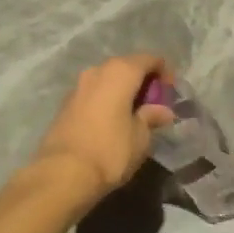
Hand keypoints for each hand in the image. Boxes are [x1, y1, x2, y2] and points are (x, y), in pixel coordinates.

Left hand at [35, 54, 174, 198]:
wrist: (63, 173)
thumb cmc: (110, 150)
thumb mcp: (140, 137)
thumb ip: (152, 117)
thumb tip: (163, 111)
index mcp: (120, 72)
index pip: (149, 59)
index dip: (164, 72)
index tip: (171, 94)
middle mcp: (98, 70)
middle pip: (127, 66)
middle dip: (143, 81)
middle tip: (155, 105)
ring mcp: (79, 85)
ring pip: (108, 79)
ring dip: (124, 90)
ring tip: (134, 114)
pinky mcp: (66, 102)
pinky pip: (95, 92)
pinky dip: (107, 99)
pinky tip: (113, 121)